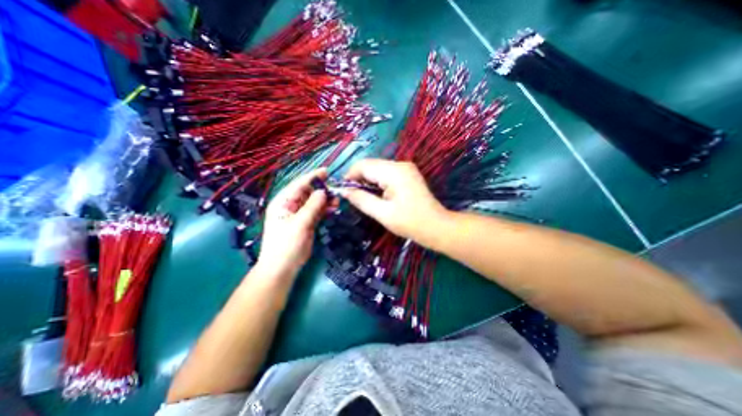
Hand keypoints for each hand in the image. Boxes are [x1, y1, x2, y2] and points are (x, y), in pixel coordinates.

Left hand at [258, 167, 333, 279]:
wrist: (283, 268)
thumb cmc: (286, 245)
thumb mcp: (299, 224)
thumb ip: (312, 206)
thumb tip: (323, 191)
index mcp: (283, 202)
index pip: (299, 185)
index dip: (313, 177)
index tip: (327, 171)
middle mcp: (290, 205)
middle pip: (307, 192)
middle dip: (321, 190)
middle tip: (336, 190)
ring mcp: (299, 214)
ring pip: (314, 202)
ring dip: (325, 200)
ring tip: (337, 201)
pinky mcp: (306, 222)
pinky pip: (317, 211)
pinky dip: (325, 209)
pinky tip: (333, 208)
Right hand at [341, 158, 445, 242]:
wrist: (436, 226)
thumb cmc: (410, 222)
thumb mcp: (383, 213)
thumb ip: (361, 200)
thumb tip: (343, 191)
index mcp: (394, 172)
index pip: (364, 165)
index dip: (350, 176)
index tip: (343, 190)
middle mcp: (400, 164)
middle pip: (371, 165)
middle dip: (358, 178)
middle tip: (352, 196)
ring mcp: (405, 168)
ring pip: (377, 168)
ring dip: (368, 180)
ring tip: (364, 196)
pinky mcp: (407, 173)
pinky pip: (386, 172)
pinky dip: (377, 181)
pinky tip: (377, 194)